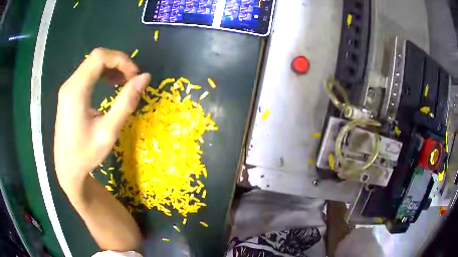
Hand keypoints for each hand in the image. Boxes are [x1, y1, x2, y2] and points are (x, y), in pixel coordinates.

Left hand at [54, 48, 150, 190]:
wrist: (67, 169)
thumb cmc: (86, 154)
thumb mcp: (108, 132)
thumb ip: (126, 103)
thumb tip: (145, 78)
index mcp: (76, 90)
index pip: (100, 57)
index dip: (121, 60)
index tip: (135, 76)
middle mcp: (70, 84)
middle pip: (96, 57)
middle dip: (118, 63)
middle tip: (131, 79)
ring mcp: (67, 88)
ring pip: (92, 64)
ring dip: (111, 68)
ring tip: (123, 82)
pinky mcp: (68, 93)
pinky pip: (87, 74)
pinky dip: (102, 75)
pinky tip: (110, 86)